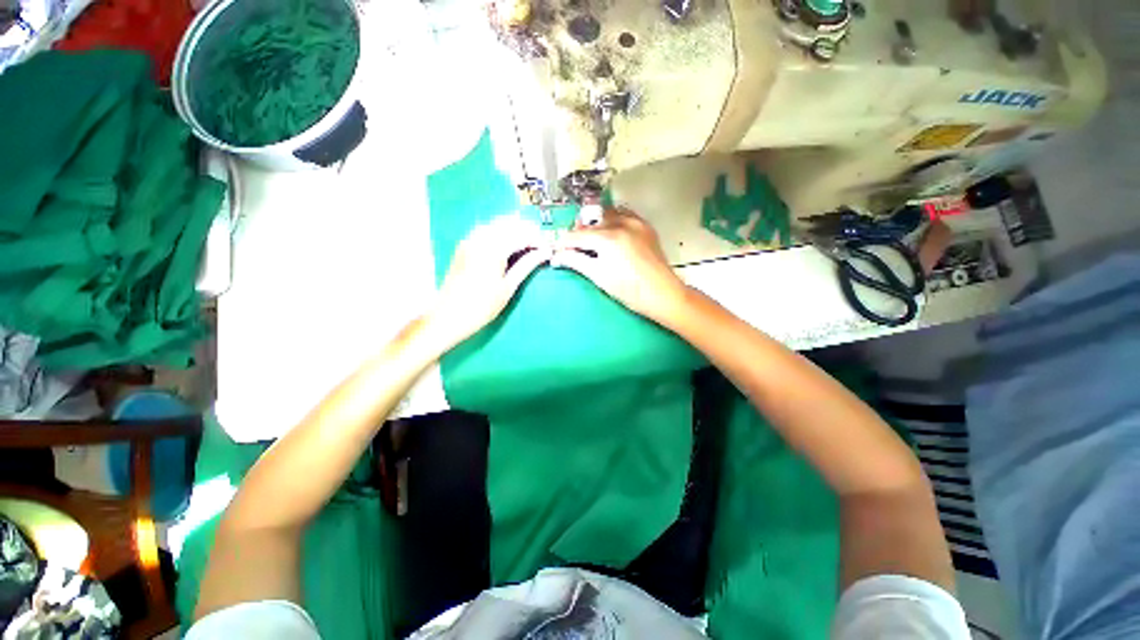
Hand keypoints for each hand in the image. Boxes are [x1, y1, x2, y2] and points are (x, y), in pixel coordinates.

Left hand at [425, 216, 551, 349]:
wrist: (449, 315)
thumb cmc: (482, 306)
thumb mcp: (508, 287)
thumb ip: (526, 265)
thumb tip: (544, 253)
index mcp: (494, 249)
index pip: (522, 234)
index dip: (538, 240)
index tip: (548, 250)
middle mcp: (481, 238)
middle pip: (510, 224)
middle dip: (527, 232)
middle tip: (539, 247)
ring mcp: (470, 240)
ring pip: (497, 224)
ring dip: (514, 230)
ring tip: (526, 245)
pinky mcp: (464, 245)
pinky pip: (485, 229)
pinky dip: (500, 232)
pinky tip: (506, 244)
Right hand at [552, 208, 687, 324]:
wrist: (663, 294)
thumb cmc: (629, 291)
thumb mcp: (599, 277)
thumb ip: (576, 262)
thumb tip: (558, 256)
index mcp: (607, 238)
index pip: (577, 236)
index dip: (563, 243)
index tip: (555, 249)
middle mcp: (621, 223)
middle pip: (591, 222)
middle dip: (579, 232)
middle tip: (572, 247)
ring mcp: (636, 223)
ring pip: (607, 215)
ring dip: (595, 224)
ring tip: (591, 239)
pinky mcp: (646, 228)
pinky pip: (624, 216)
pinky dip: (613, 221)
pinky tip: (611, 233)